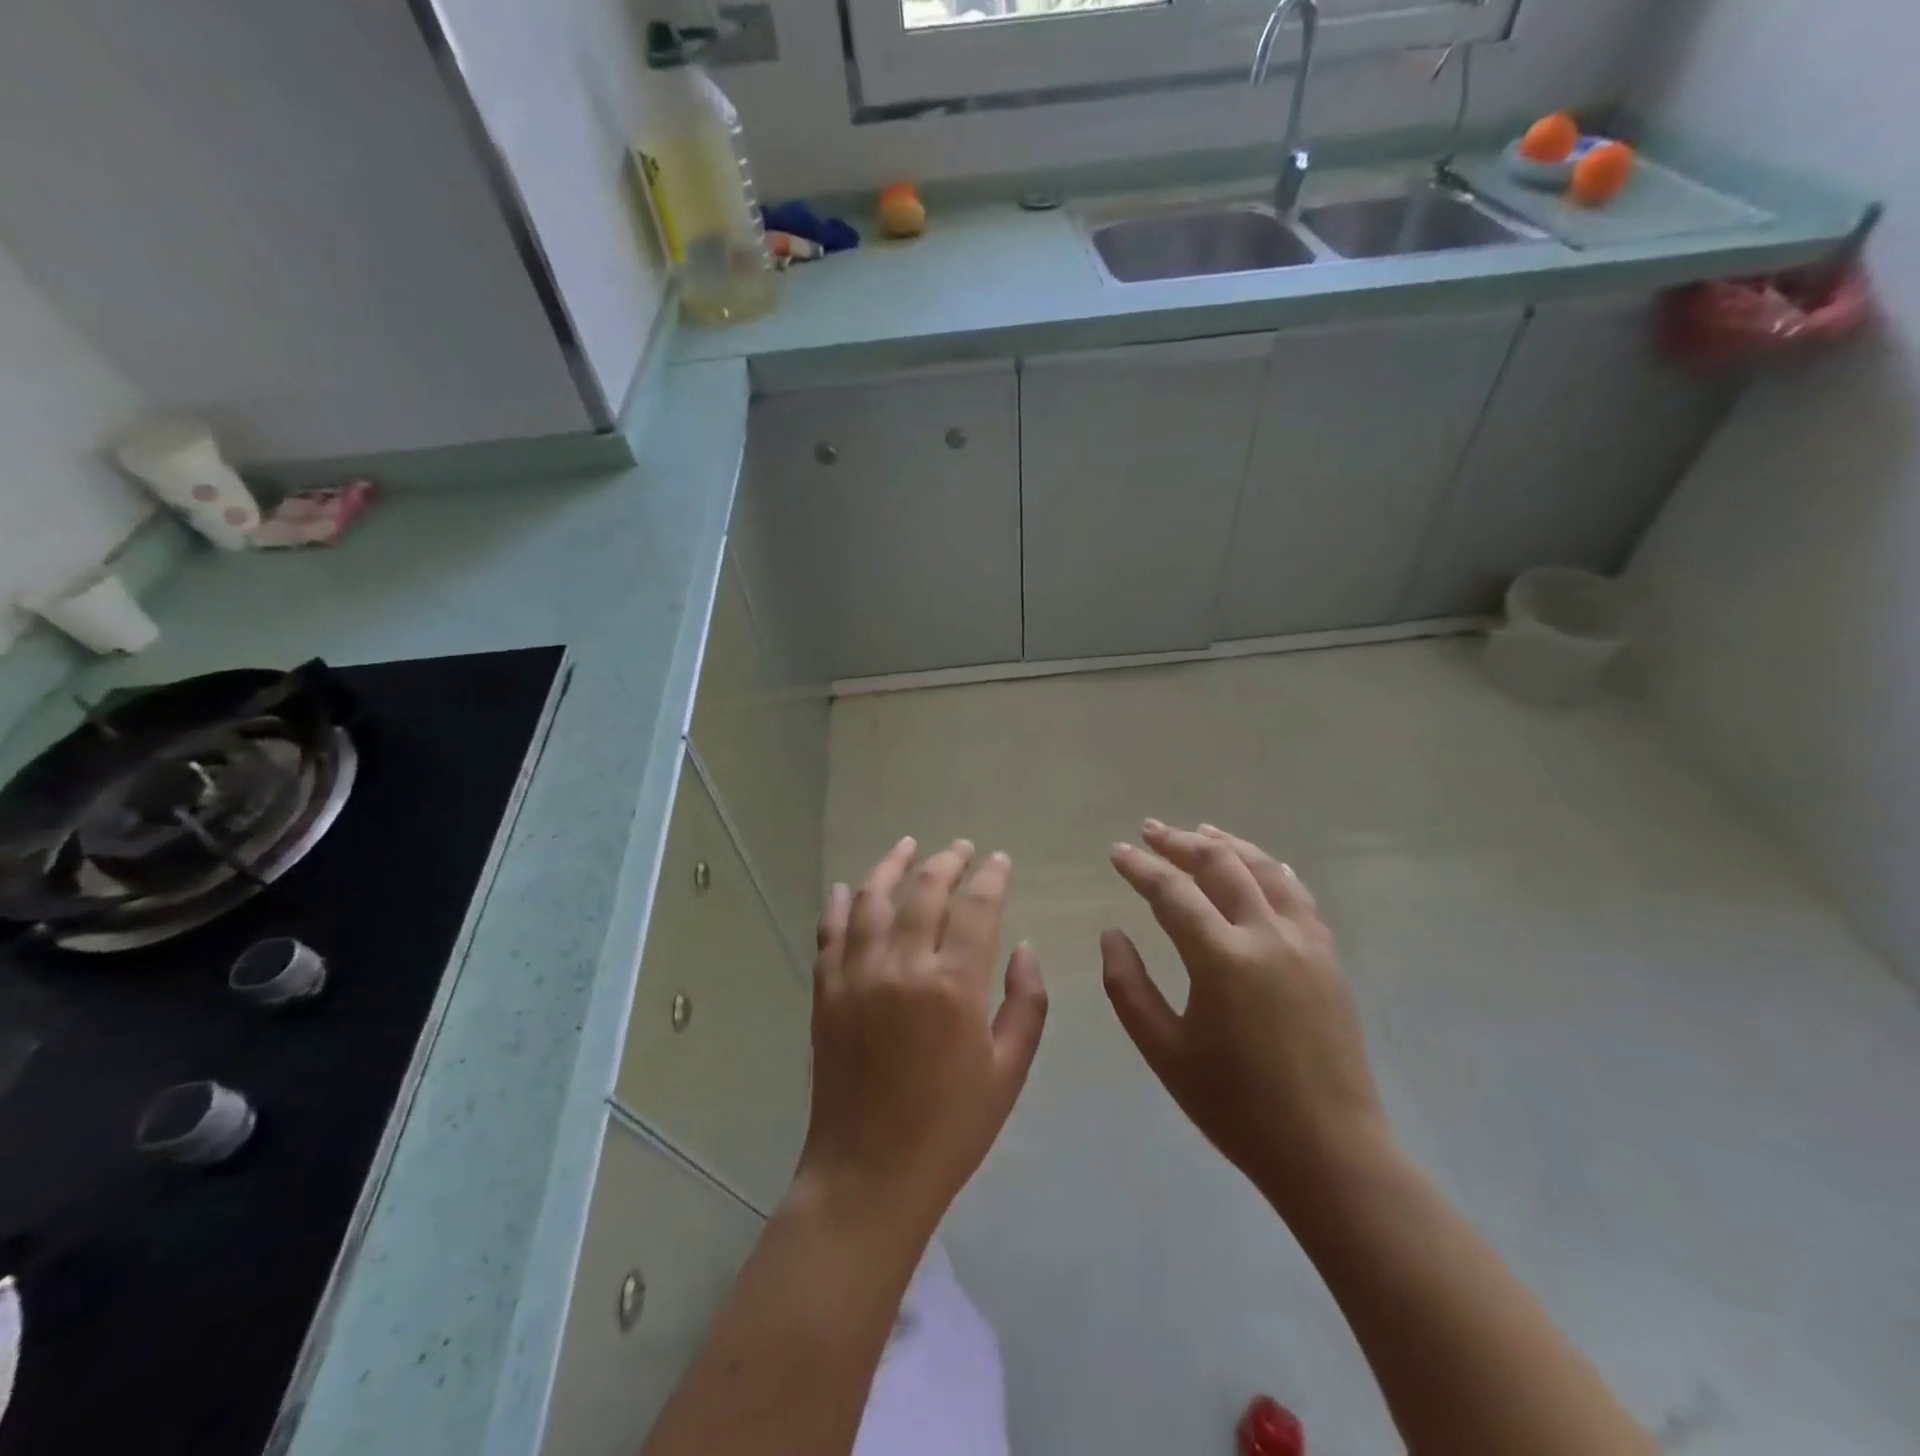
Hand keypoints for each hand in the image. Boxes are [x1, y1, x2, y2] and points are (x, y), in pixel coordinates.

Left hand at [798, 837, 1048, 1241]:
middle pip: (925, 890)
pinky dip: (838, 904)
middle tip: (962, 848)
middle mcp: (902, 966)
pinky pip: (829, 932)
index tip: (999, 860)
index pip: (976, 907)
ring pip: (872, 898)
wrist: (869, 1174)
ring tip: (908, 846)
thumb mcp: (1009, 1070)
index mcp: (954, 986)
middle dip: (947, 860)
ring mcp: (857, 975)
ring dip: (892, 865)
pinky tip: (845, 887)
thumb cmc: (951, 1127)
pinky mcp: (826, 991)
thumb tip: (1024, 948)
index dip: (991, 876)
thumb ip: (1026, 1003)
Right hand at [1102, 822, 1390, 1223]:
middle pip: (1220, 865)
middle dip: (1180, 842)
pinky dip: (1271, 869)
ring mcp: (1305, 943)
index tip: (1118, 852)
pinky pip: (1297, 895)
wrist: (1329, 1151)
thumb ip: (1128, 986)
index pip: (1173, 892)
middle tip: (1150, 831)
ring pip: (1264, 869)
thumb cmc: (1235, 1106)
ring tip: (1200, 831)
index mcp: (1222, 959)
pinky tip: (1260, 865)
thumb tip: (1112, 934)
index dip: (1141, 867)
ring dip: (1228, 844)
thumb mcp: (1164, 1051)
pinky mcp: (1328, 958)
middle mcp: (1267, 936)